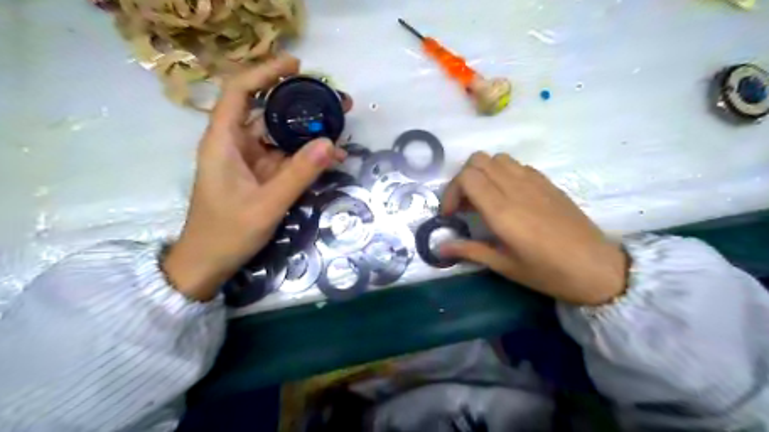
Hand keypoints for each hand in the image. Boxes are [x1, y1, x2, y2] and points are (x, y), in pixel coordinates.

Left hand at [167, 54, 351, 299]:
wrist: (209, 263)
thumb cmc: (227, 233)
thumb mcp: (267, 204)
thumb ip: (299, 173)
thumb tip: (330, 142)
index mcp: (224, 141)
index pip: (240, 91)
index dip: (265, 72)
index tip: (297, 66)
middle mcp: (236, 144)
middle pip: (267, 110)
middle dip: (301, 103)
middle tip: (335, 101)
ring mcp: (250, 160)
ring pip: (280, 135)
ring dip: (309, 132)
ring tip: (340, 129)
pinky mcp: (260, 175)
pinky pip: (286, 157)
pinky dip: (306, 156)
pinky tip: (330, 158)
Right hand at [435, 154, 626, 305]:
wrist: (596, 267)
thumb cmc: (547, 272)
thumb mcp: (504, 265)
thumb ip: (470, 251)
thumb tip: (439, 247)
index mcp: (503, 210)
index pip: (467, 177)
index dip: (452, 192)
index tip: (451, 214)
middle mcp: (516, 188)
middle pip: (478, 160)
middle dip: (463, 179)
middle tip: (464, 205)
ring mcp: (534, 181)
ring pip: (497, 158)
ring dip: (483, 173)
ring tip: (484, 198)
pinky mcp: (547, 182)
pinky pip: (517, 165)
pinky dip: (503, 173)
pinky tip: (508, 196)